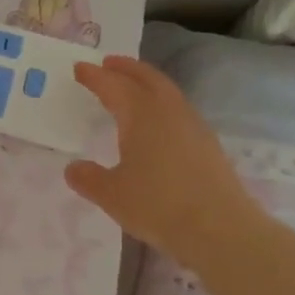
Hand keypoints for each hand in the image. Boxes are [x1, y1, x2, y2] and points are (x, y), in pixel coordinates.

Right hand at [66, 55, 264, 265]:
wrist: (220, 230)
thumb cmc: (159, 206)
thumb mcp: (112, 195)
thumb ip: (89, 178)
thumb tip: (73, 168)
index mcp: (141, 113)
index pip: (113, 85)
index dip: (94, 76)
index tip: (79, 68)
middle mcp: (168, 110)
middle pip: (146, 77)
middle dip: (126, 68)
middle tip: (108, 63)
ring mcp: (193, 125)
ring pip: (166, 91)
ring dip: (146, 83)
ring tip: (132, 89)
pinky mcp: (208, 144)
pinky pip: (179, 110)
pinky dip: (162, 104)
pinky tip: (158, 123)